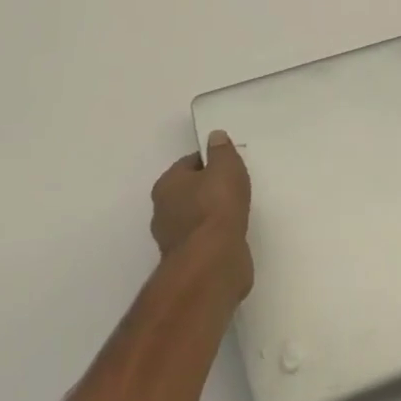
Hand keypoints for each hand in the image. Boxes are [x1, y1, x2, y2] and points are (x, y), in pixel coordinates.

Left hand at [151, 131, 253, 301]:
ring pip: (196, 218)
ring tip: (237, 212)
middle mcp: (163, 211)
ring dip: (212, 216)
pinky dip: (216, 237)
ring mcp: (174, 240)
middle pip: (189, 192)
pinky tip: (233, 235)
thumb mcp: (226, 167)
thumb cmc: (216, 207)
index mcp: (167, 185)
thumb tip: (214, 136)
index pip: (189, 164)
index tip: (230, 166)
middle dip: (209, 189)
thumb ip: (221, 150)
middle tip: (234, 188)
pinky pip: (204, 241)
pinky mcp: (188, 262)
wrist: (213, 263)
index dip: (210, 162)